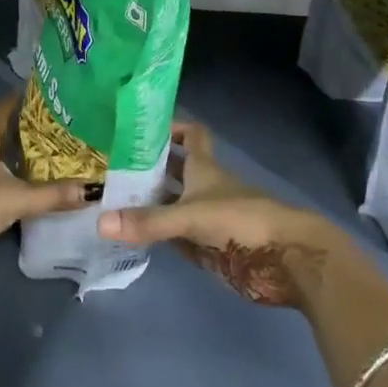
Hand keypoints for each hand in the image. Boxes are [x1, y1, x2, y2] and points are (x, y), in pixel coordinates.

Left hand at [0, 93, 86, 281]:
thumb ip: (54, 195)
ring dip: (8, 153)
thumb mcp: (18, 199)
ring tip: (39, 154)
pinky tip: (16, 185)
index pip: (0, 108)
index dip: (19, 100)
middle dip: (19, 127)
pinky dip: (0, 175)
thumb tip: (93, 189)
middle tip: (49, 127)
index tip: (43, 97)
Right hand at [96, 122, 347, 308]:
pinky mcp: (214, 246)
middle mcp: (206, 186)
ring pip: (176, 202)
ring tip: (114, 201)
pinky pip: (181, 235)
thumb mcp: (190, 217)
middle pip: (177, 169)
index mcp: (204, 167)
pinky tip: (137, 237)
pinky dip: (162, 234)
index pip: (190, 134)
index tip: (139, 130)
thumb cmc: (242, 221)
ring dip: (152, 201)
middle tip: (112, 168)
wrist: (287, 258)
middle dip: (150, 167)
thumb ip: (148, 221)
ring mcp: (210, 217)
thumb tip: (100, 221)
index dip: (170, 127)